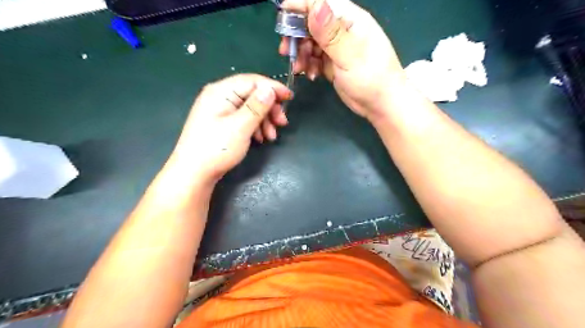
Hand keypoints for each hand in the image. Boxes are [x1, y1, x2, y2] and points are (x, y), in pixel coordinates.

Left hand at [168, 73, 291, 183]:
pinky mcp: (222, 124)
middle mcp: (220, 97)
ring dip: (264, 120)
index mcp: (221, 92)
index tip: (290, 99)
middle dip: (269, 108)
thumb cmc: (216, 149)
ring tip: (272, 136)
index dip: (273, 88)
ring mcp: (220, 111)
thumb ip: (256, 106)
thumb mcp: (240, 127)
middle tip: (282, 123)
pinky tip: (261, 138)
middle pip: (252, 95)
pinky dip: (256, 127)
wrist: (194, 174)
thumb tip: (270, 89)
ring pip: (250, 108)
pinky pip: (244, 119)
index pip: (252, 81)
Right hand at [279, 0, 407, 119]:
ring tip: (300, 68)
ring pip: (310, 43)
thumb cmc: (371, 78)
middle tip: (286, 51)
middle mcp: (341, 30)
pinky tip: (311, 75)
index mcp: (350, 20)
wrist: (381, 105)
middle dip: (296, 36)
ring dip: (301, 54)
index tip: (282, 18)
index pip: (321, 3)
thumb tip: (315, 5)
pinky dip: (309, 65)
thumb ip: (331, 34)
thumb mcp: (350, 56)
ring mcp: (336, 48)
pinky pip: (314, 59)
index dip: (300, 6)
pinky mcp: (333, 63)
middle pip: (311, 23)